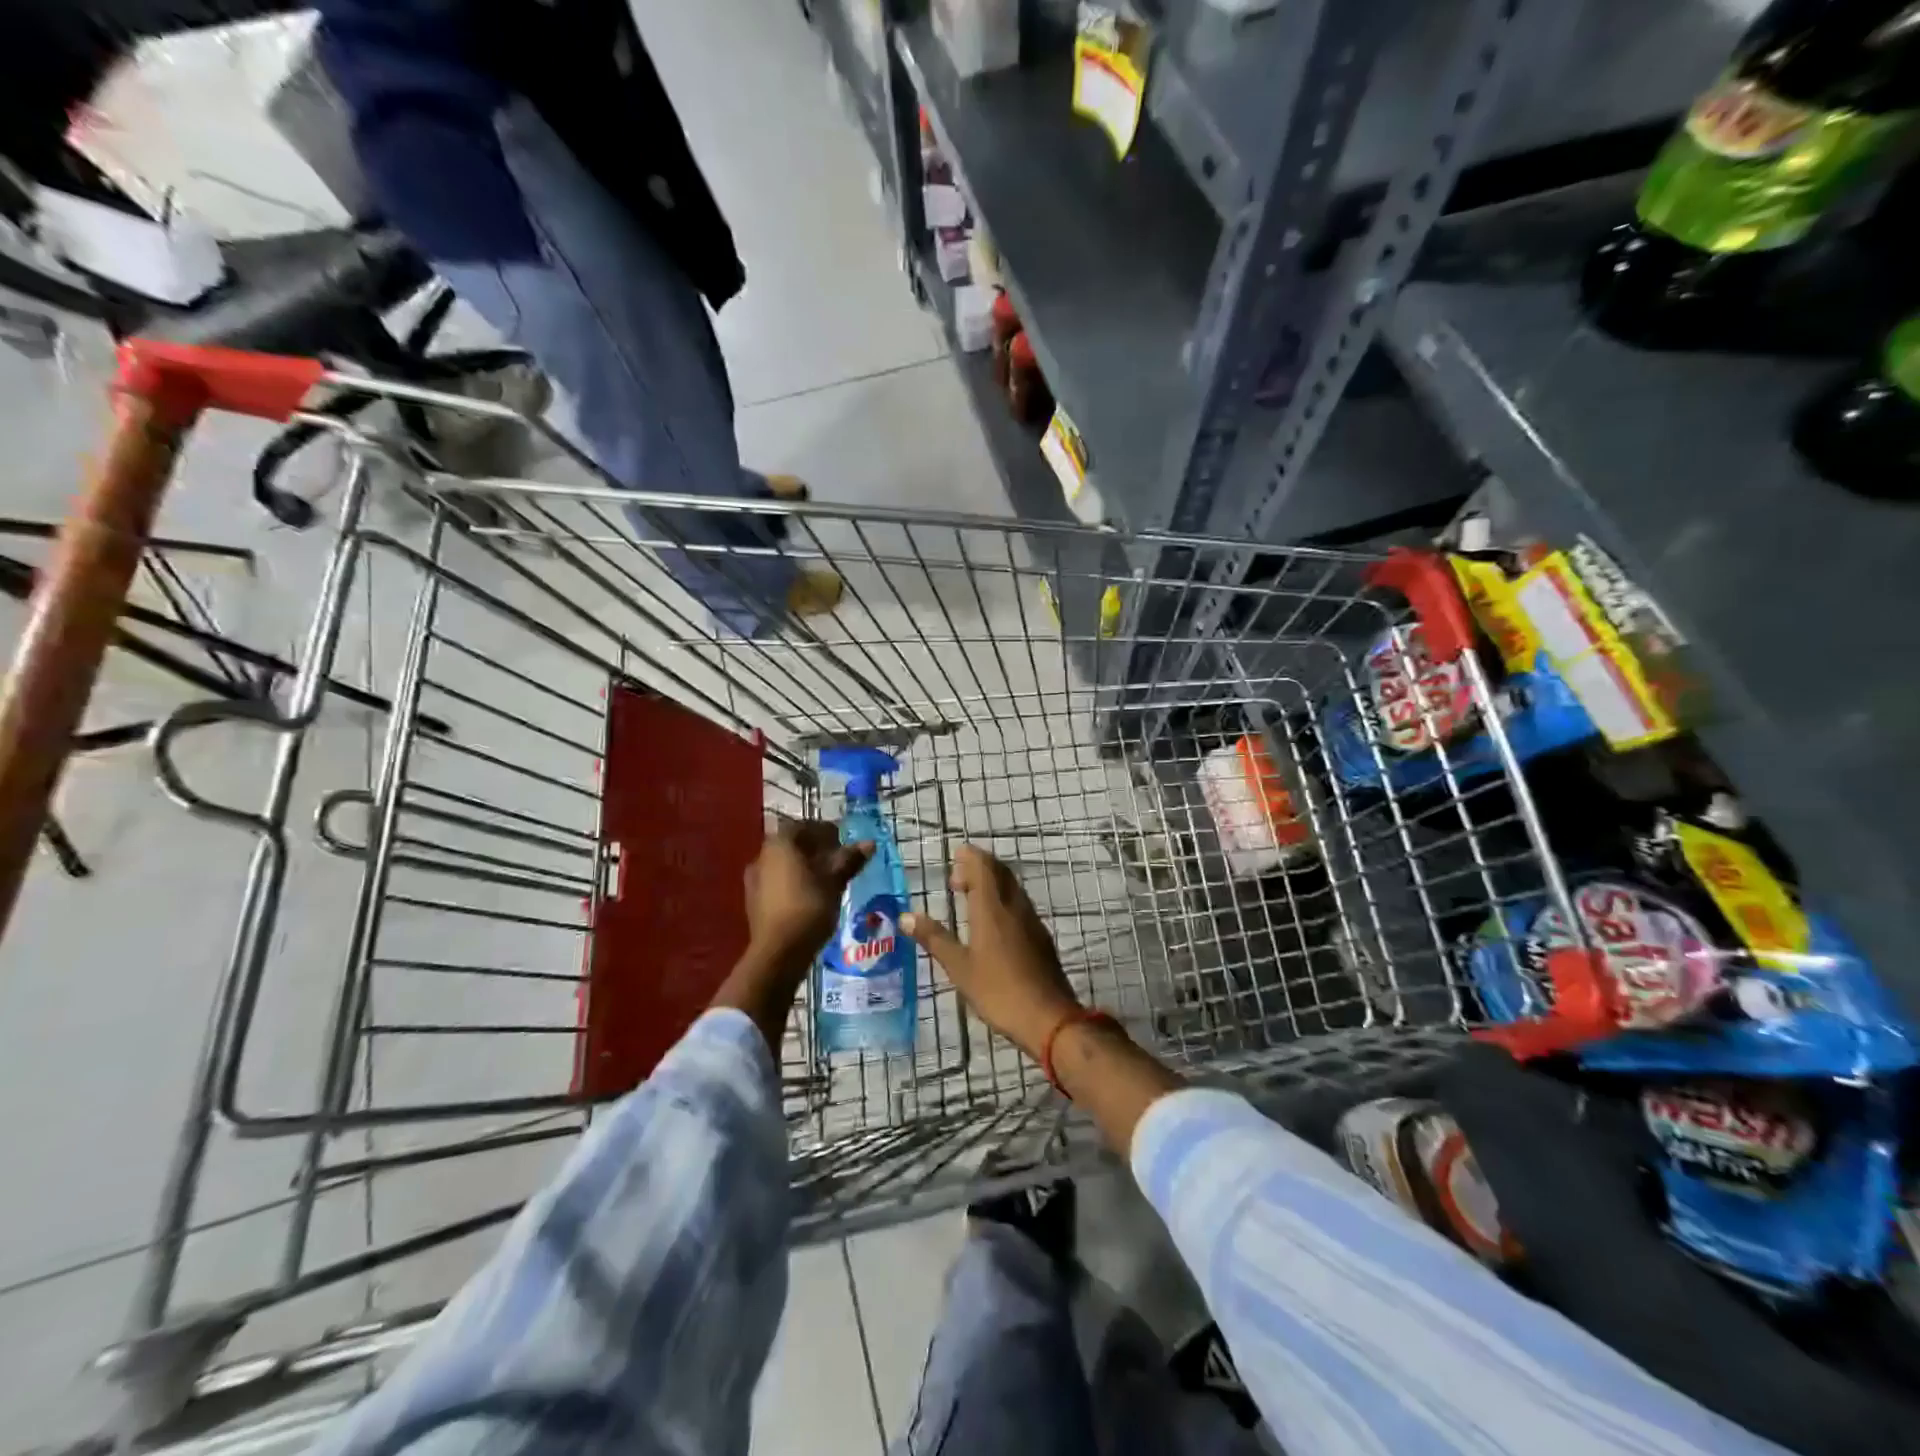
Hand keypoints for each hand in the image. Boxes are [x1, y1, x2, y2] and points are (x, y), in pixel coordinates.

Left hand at [743, 820, 873, 972]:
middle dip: (814, 848)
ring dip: (803, 866)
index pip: (802, 826)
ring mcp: (755, 879)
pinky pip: (777, 882)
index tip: (841, 840)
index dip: (823, 830)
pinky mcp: (754, 901)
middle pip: (791, 844)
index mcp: (780, 844)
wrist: (778, 952)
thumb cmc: (809, 908)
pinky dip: (793, 882)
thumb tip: (869, 843)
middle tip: (836, 859)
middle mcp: (762, 856)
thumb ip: (849, 860)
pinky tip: (809, 896)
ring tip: (826, 879)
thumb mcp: (834, 882)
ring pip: (783, 864)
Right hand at [901, 845, 1080, 1060]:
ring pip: (1012, 888)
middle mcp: (1014, 907)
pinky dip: (1004, 900)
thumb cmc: (998, 991)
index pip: (983, 868)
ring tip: (971, 896)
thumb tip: (905, 916)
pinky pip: (1020, 905)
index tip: (956, 854)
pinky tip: (993, 921)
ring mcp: (1031, 921)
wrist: (1048, 1018)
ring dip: (993, 883)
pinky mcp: (1041, 937)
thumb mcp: (959, 967)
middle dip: (980, 867)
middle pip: (1000, 873)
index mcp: (992, 909)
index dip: (971, 857)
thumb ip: (934, 938)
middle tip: (957, 877)